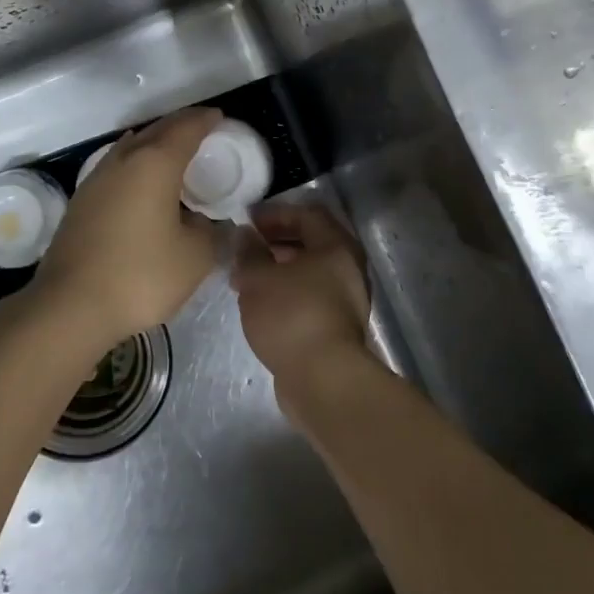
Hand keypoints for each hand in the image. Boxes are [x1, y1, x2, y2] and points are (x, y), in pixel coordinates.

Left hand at [33, 107, 226, 351]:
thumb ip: (209, 231)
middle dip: (180, 125)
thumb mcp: (194, 257)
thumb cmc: (140, 275)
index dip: (205, 120)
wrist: (69, 307)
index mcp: (155, 164)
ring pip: (131, 147)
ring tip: (172, 152)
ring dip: (154, 143)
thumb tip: (204, 222)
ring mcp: (96, 180)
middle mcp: (123, 161)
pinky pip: (116, 168)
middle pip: (156, 131)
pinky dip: (136, 165)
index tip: (219, 117)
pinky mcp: (80, 203)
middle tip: (201, 128)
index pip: (185, 129)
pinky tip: (140, 183)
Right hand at [232, 204, 372, 398]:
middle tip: (247, 248)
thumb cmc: (291, 315)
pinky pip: (311, 296)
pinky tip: (263, 305)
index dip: (276, 214)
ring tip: (247, 278)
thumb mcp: (258, 278)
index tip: (248, 221)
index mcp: (336, 246)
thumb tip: (245, 235)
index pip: (308, 215)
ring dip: (279, 269)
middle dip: (276, 241)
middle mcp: (349, 268)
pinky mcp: (337, 327)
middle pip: (312, 243)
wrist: (323, 380)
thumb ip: (249, 252)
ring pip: (310, 272)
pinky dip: (288, 292)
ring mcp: (346, 300)